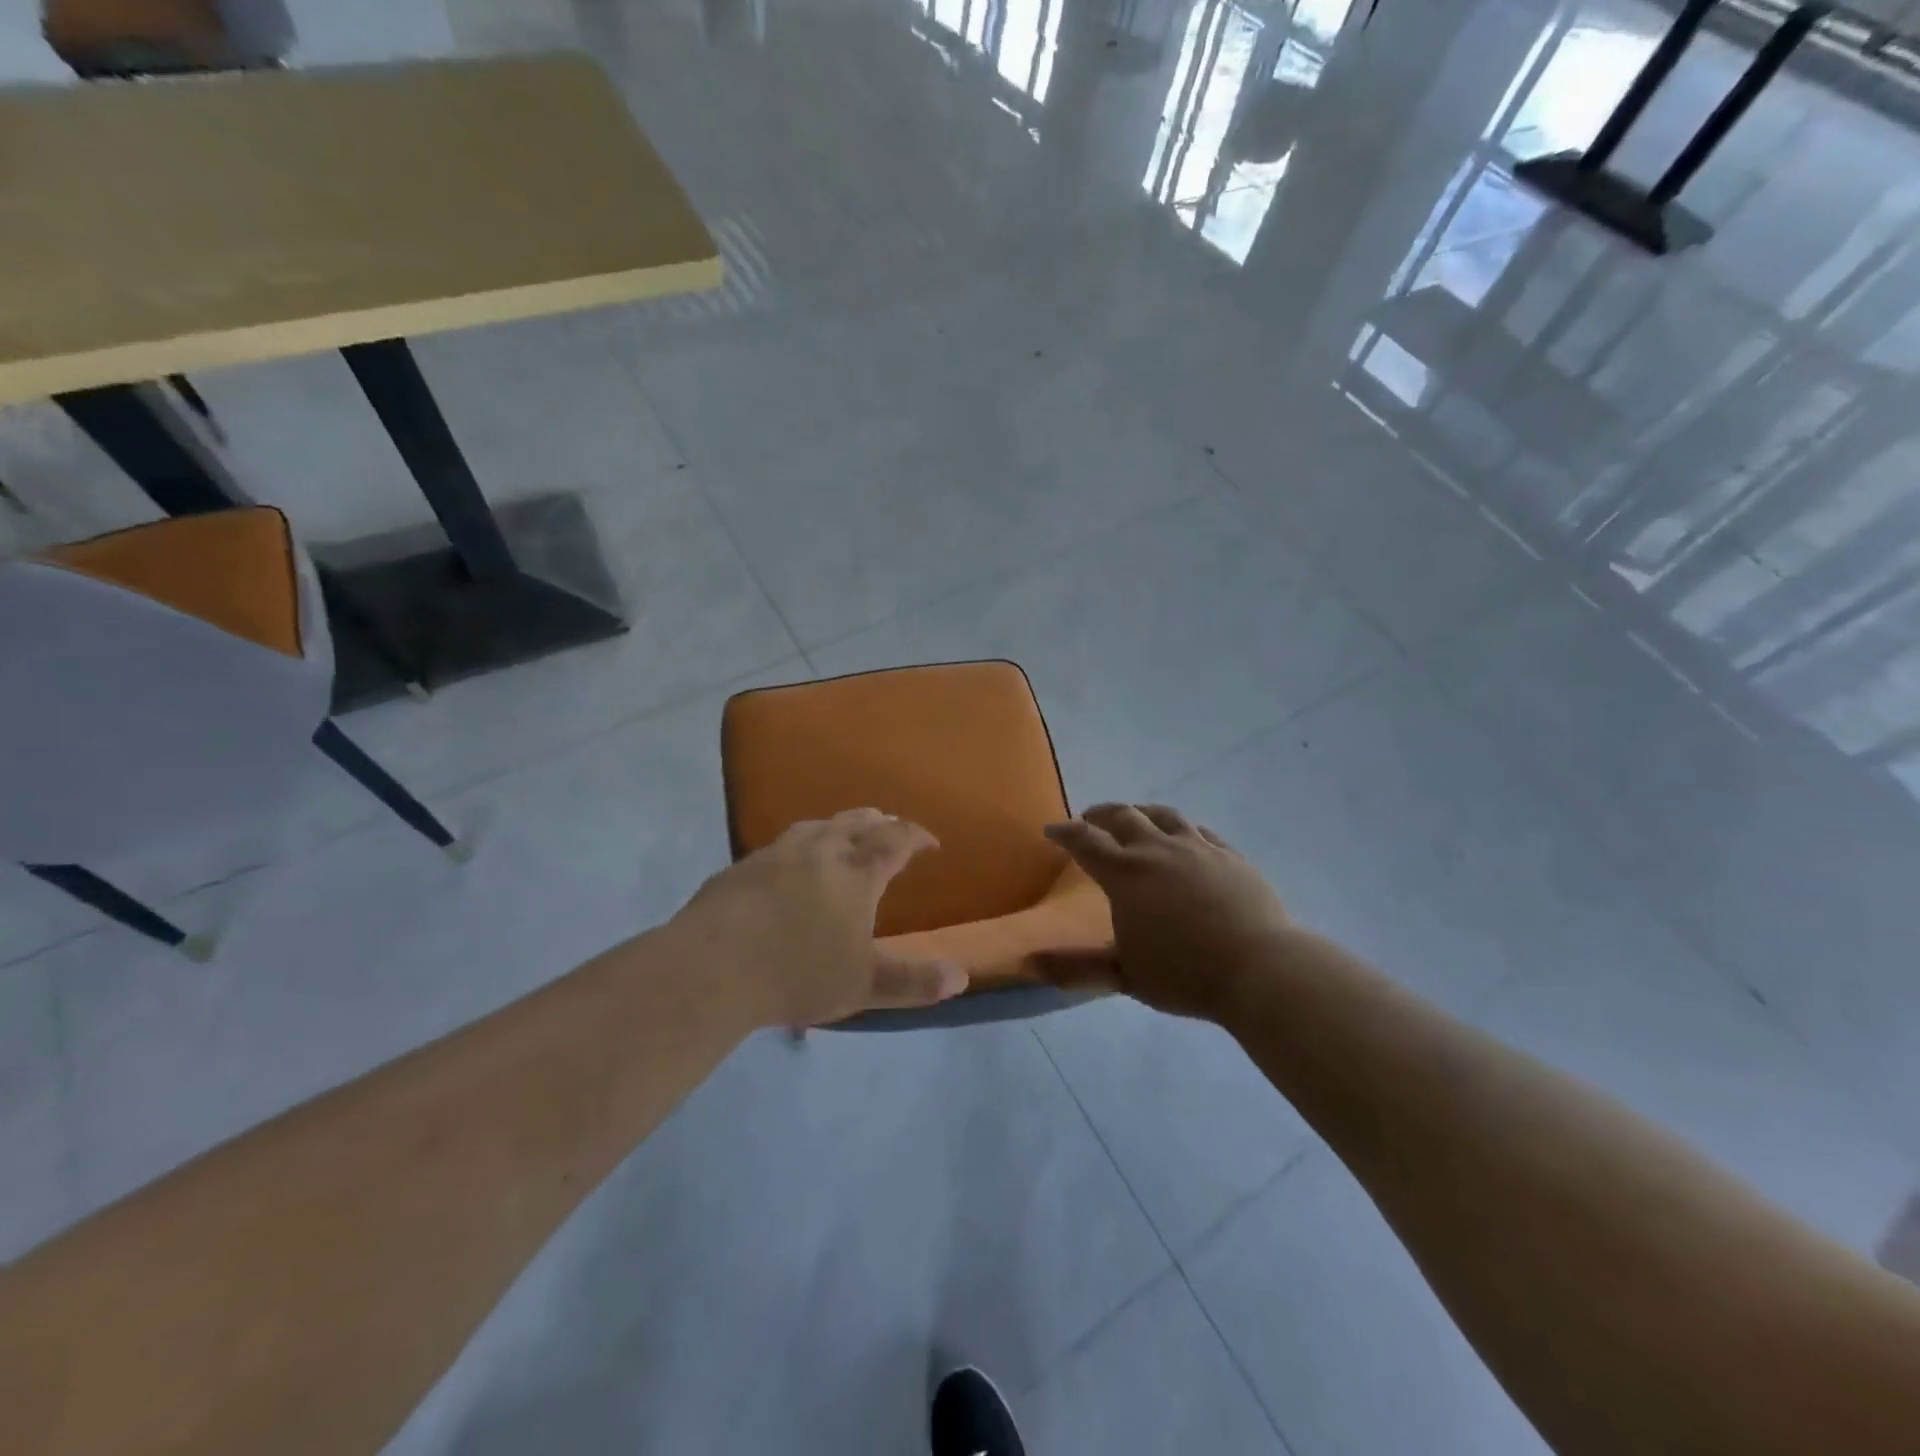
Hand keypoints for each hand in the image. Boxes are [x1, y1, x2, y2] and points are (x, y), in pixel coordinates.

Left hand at [668, 808, 968, 1028]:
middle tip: (889, 827)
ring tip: (843, 833)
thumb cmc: (797, 973)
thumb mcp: (863, 985)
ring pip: (817, 826)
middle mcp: (820, 850)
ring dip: (839, 826)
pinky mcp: (742, 866)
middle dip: (879, 822)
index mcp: (855, 872)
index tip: (930, 842)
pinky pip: (782, 844)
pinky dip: (801, 845)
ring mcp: (777, 853)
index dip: (916, 836)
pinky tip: (790, 863)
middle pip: (856, 822)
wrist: (712, 967)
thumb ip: (913, 982)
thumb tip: (961, 978)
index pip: (895, 840)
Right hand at [1038, 803, 1291, 1021]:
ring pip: (1163, 815)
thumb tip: (1029, 962)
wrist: (1260, 970)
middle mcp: (1158, 849)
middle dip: (1100, 814)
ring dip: (1141, 812)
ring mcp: (1198, 848)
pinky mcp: (1230, 855)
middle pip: (1123, 816)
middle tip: (1089, 818)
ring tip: (1134, 817)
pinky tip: (1184, 837)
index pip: (1085, 841)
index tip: (1052, 830)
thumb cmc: (1185, 974)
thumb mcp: (1125, 974)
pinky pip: (1200, 831)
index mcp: (1126, 874)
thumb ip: (1077, 967)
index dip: (1065, 832)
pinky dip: (1182, 829)